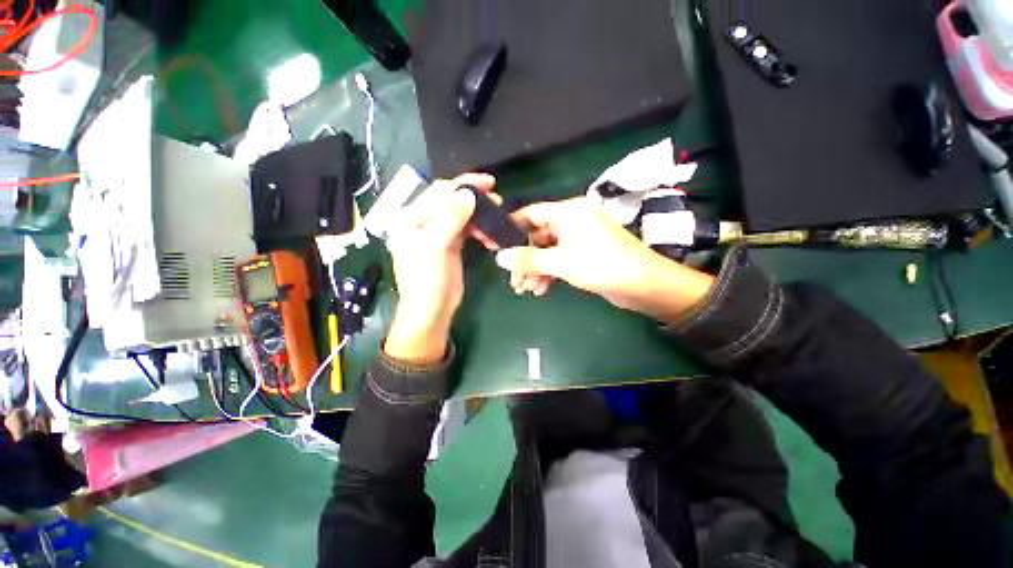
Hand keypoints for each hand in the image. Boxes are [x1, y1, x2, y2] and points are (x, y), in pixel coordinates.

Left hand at [384, 173, 494, 361]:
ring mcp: (438, 233)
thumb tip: (467, 194)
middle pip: (451, 201)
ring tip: (497, 221)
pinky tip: (491, 236)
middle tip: (498, 202)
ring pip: (462, 215)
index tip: (489, 182)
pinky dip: (480, 230)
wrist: (432, 311)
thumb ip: (449, 219)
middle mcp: (423, 222)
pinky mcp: (451, 244)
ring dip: (480, 216)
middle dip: (475, 199)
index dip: (463, 184)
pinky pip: (467, 229)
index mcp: (411, 218)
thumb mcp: (434, 248)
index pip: (439, 192)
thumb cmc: (426, 281)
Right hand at [493, 197, 715, 322]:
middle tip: (513, 280)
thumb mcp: (561, 262)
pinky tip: (540, 289)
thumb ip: (529, 259)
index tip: (496, 245)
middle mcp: (572, 221)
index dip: (512, 228)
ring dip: (535, 270)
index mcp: (569, 212)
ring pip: (547, 252)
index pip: (531, 214)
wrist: (644, 285)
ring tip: (525, 290)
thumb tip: (499, 258)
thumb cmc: (602, 265)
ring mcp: (578, 239)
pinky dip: (548, 273)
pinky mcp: (583, 255)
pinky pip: (558, 261)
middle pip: (537, 237)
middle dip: (525, 259)